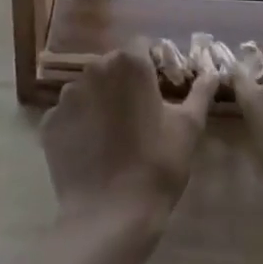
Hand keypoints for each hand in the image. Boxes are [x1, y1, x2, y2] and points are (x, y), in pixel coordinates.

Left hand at [41, 40, 219, 241]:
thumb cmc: (156, 166)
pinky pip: (69, 115)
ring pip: (89, 88)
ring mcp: (67, 96)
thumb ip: (200, 93)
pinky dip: (80, 125)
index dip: (152, 63)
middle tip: (140, 115)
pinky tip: (92, 151)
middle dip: (125, 83)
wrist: (109, 217)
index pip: (141, 46)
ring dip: (100, 101)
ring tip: (113, 136)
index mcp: (129, 64)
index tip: (160, 88)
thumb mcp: (188, 128)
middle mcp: (94, 70)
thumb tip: (212, 73)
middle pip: (113, 65)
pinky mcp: (50, 122)